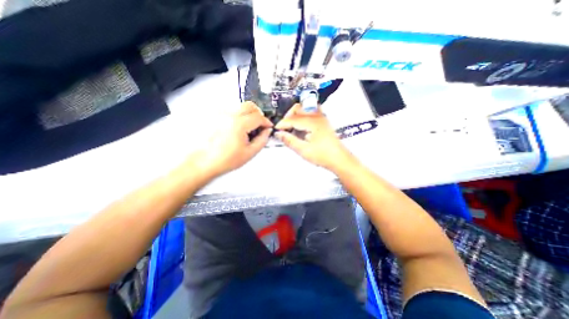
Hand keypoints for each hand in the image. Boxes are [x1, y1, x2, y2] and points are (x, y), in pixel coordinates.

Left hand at [188, 103, 272, 177]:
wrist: (205, 162)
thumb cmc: (225, 159)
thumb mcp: (250, 152)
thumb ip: (262, 140)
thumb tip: (267, 131)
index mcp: (239, 124)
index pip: (259, 117)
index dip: (266, 122)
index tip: (268, 126)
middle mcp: (229, 116)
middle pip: (250, 106)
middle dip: (259, 114)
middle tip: (260, 124)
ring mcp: (221, 115)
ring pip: (240, 106)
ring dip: (249, 114)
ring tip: (249, 127)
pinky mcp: (216, 117)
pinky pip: (232, 111)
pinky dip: (239, 116)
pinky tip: (239, 128)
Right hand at [275, 103, 354, 171]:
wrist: (339, 159)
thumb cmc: (322, 156)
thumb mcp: (303, 150)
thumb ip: (290, 140)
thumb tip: (278, 134)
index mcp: (312, 122)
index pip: (292, 119)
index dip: (282, 124)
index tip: (276, 130)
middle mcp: (317, 116)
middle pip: (298, 108)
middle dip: (288, 116)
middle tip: (284, 128)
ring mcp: (321, 117)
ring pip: (304, 107)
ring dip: (295, 114)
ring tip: (291, 125)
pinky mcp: (323, 120)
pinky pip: (311, 111)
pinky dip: (303, 114)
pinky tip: (301, 124)